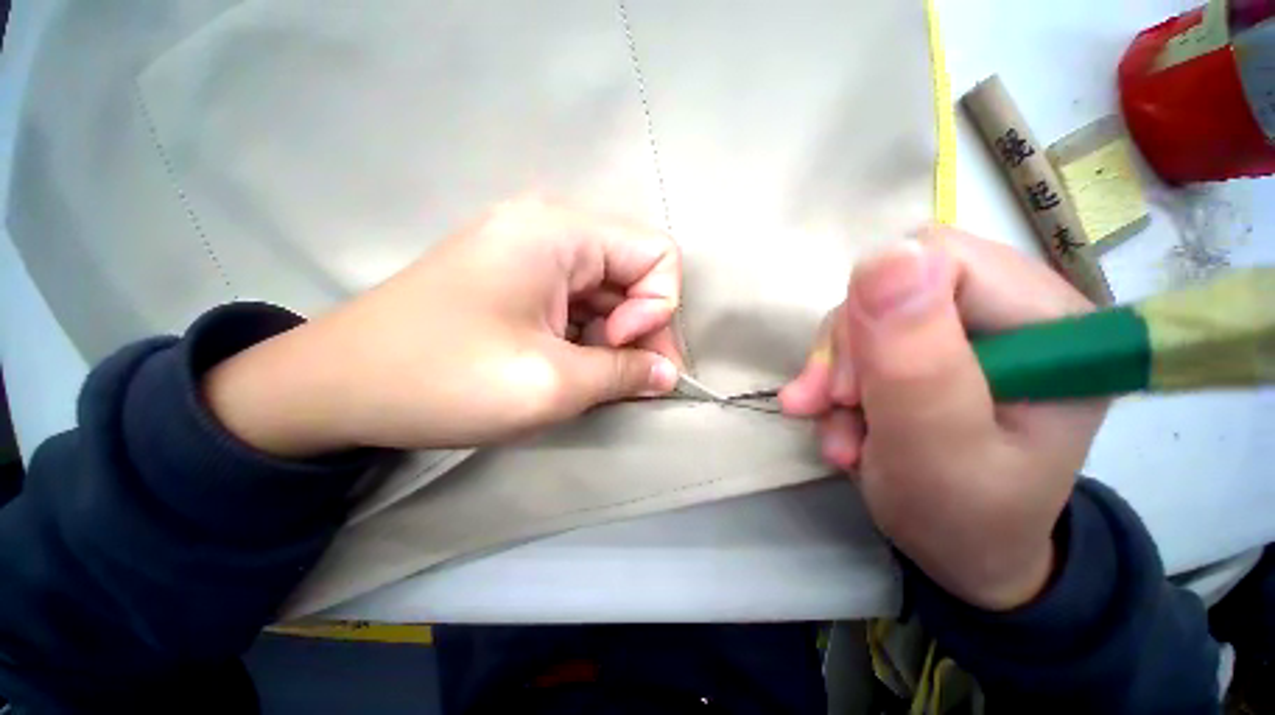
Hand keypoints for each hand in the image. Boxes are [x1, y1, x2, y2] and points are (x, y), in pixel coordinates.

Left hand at [204, 200, 682, 456]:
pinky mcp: (517, 279)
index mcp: (560, 233)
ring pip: (608, 292)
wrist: (335, 386)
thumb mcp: (551, 385)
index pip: (658, 254)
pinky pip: (579, 302)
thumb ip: (624, 375)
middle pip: (634, 273)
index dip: (657, 308)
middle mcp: (550, 230)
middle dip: (640, 330)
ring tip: (589, 378)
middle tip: (623, 379)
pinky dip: (587, 336)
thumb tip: (667, 376)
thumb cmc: (444, 380)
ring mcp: (531, 253)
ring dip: (613, 338)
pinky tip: (568, 365)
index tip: (621, 349)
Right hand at [780, 227, 1108, 609]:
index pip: (947, 261)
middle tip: (835, 406)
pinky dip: (833, 378)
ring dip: (836, 371)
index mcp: (1054, 327)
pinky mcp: (925, 344)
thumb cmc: (963, 517)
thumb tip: (884, 258)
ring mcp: (965, 327)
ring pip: (867, 311)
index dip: (880, 316)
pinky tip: (835, 419)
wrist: (957, 550)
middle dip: (850, 348)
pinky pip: (858, 336)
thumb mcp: (935, 451)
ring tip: (836, 428)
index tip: (850, 387)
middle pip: (898, 282)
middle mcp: (1013, 311)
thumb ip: (914, 360)